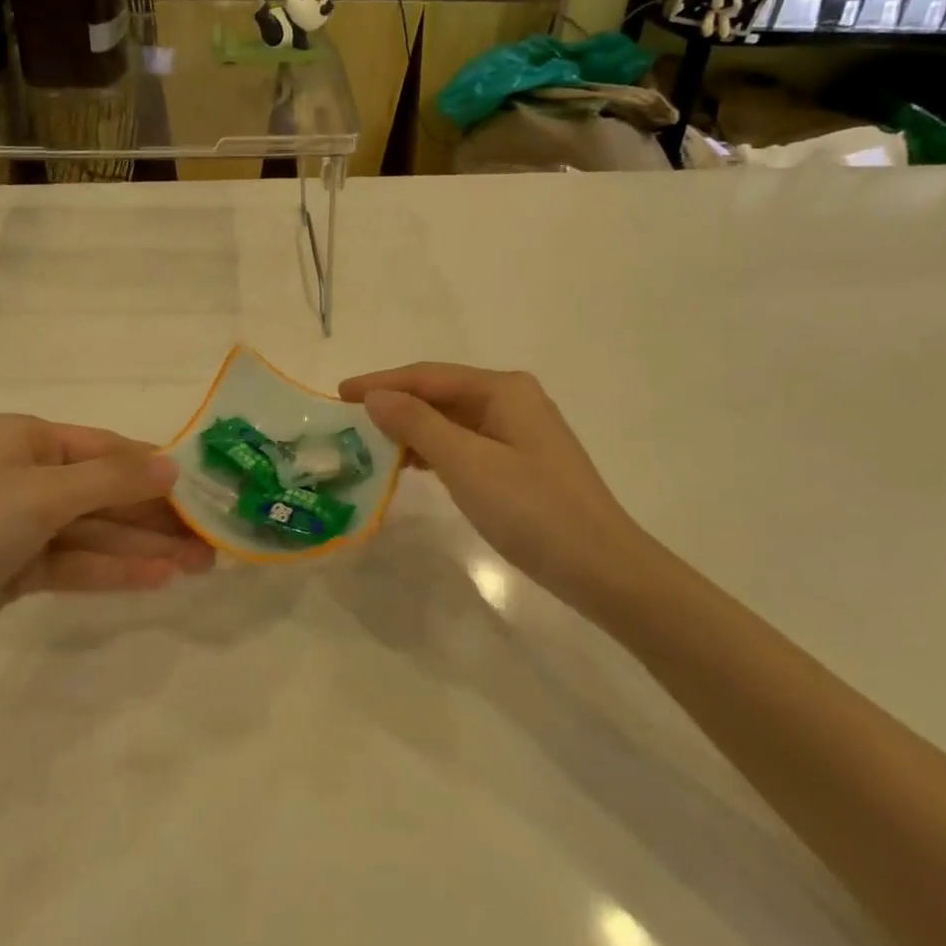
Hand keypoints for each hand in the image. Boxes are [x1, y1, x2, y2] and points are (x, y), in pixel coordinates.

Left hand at [0, 415, 213, 685]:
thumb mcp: (41, 495)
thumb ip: (112, 480)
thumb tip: (175, 464)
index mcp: (23, 438)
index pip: (105, 448)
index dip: (155, 468)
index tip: (204, 489)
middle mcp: (22, 473)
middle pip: (103, 491)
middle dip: (155, 514)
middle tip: (211, 538)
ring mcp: (16, 525)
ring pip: (92, 530)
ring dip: (142, 546)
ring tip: (200, 565)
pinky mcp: (10, 570)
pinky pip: (73, 562)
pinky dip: (111, 570)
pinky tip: (157, 581)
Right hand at [340, 364, 651, 611]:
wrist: (605, 570)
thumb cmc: (532, 509)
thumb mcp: (466, 463)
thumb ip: (417, 424)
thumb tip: (375, 397)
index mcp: (503, 389)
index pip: (427, 376)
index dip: (381, 383)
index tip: (339, 393)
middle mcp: (512, 399)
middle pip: (440, 393)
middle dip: (395, 404)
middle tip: (349, 419)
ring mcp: (520, 431)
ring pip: (452, 420)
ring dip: (412, 428)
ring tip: (371, 442)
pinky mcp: (522, 462)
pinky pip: (466, 443)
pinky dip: (435, 450)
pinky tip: (412, 464)